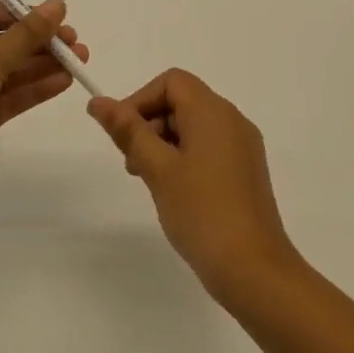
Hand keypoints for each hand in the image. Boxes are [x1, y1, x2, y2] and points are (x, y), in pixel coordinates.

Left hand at [0, 0, 89, 190]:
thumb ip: (27, 32)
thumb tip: (57, 3)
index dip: (22, 14)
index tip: (54, 19)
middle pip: (4, 41)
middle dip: (40, 41)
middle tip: (75, 42)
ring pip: (12, 70)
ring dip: (44, 64)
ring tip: (80, 60)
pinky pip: (12, 95)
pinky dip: (36, 88)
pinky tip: (64, 81)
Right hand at [88, 70, 298, 301]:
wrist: (254, 270)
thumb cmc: (202, 212)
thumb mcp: (157, 168)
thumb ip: (128, 131)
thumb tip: (99, 102)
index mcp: (214, 111)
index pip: (171, 82)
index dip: (140, 100)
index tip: (122, 135)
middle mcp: (232, 120)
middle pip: (182, 101)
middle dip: (149, 123)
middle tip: (131, 163)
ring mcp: (243, 146)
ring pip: (194, 126)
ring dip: (164, 142)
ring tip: (148, 180)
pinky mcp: (246, 171)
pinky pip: (208, 147)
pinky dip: (184, 156)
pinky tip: (173, 191)